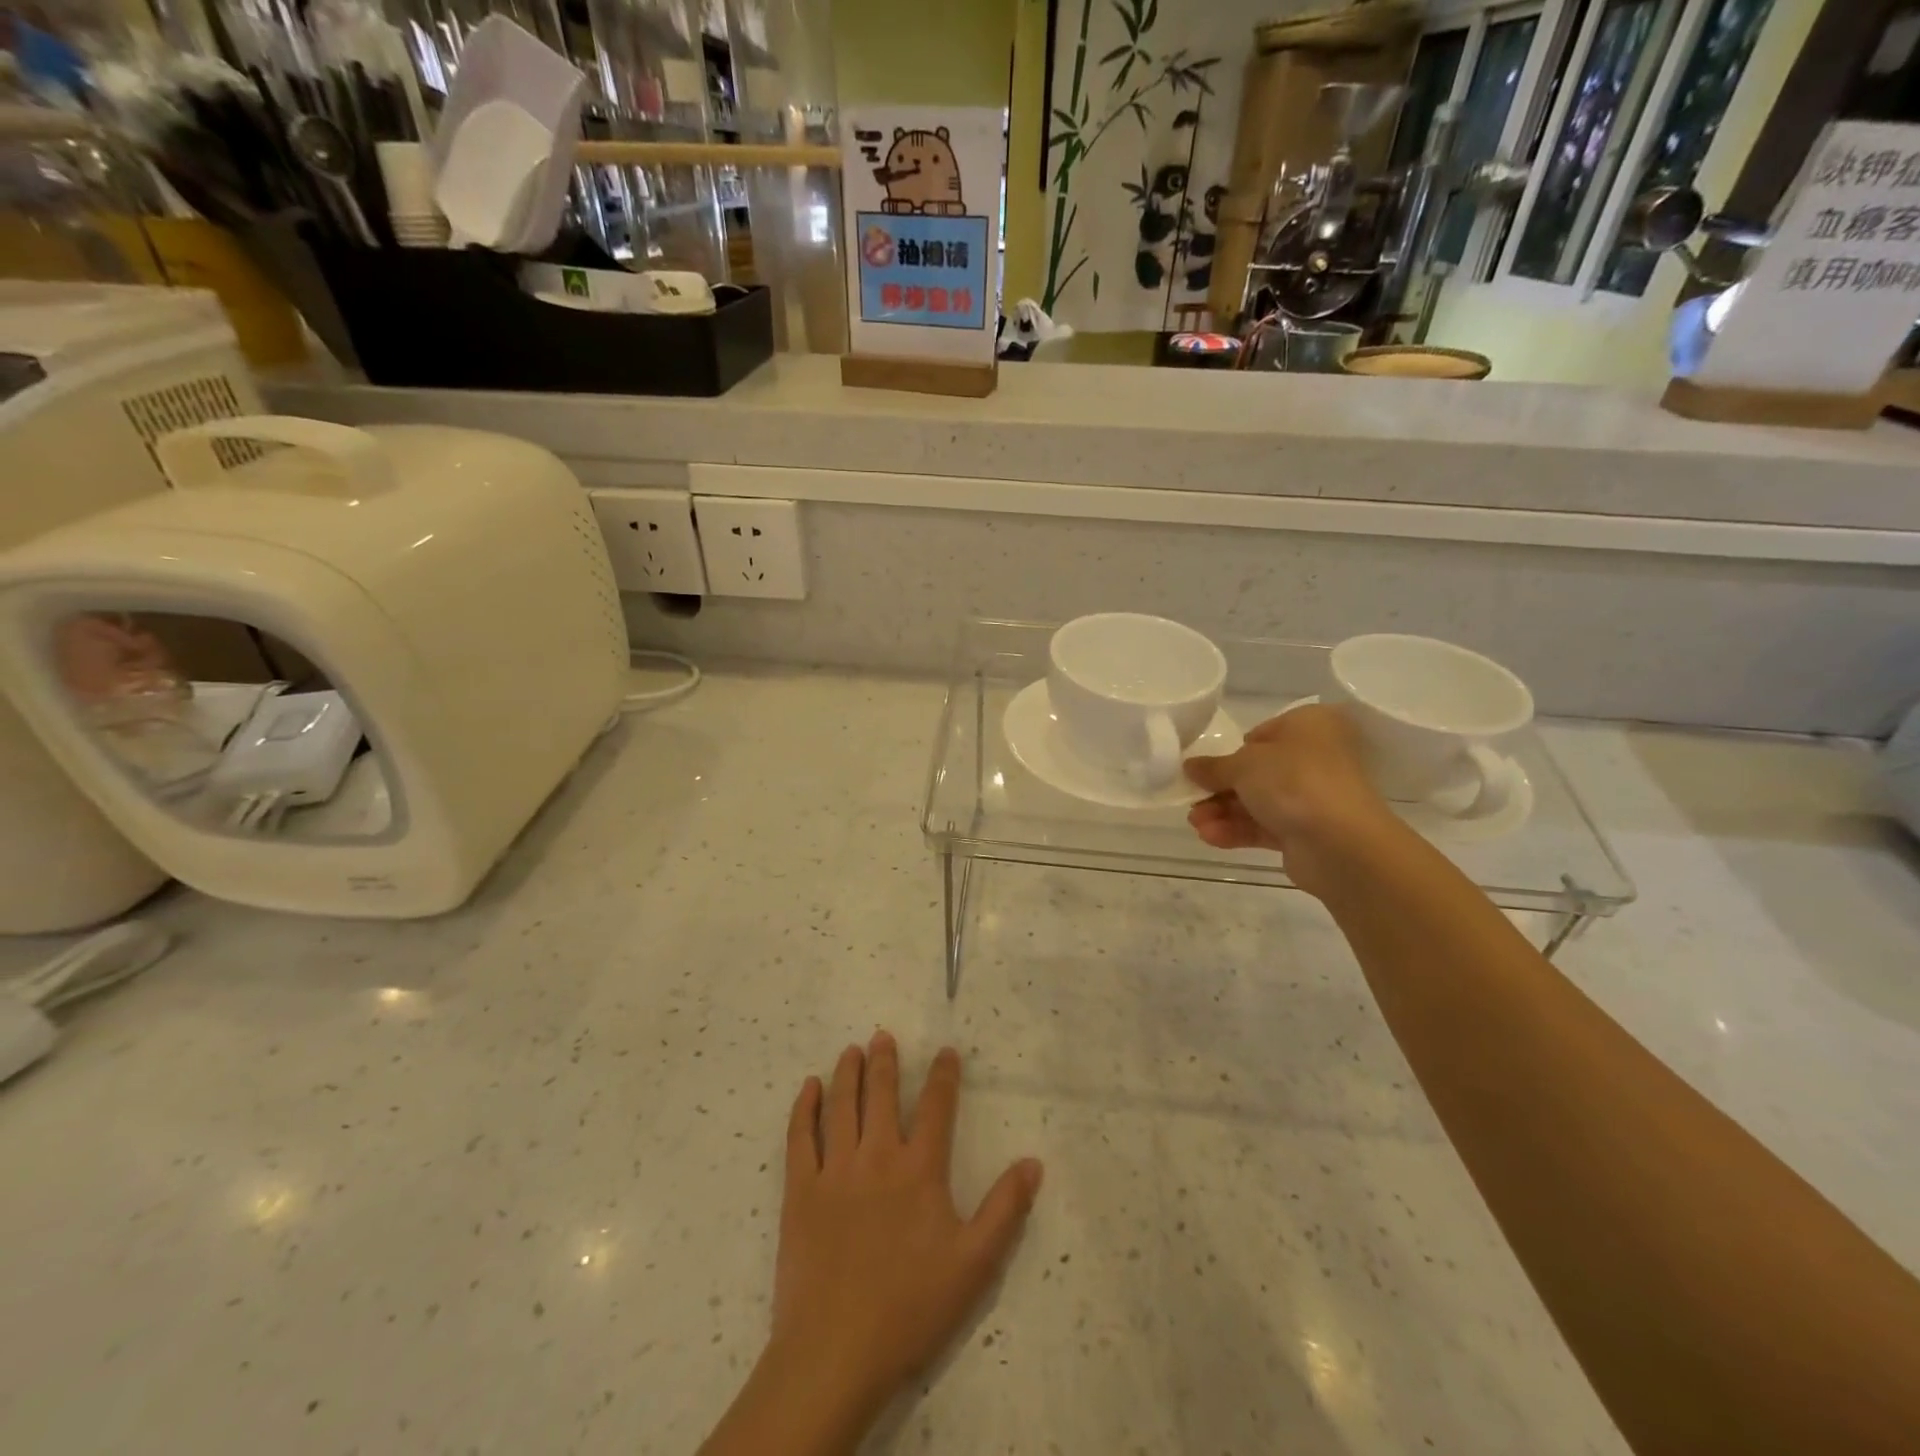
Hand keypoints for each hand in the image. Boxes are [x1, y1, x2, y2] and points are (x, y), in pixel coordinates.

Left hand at [705, 1034, 1041, 1453]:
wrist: (836, 1351)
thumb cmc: (910, 1307)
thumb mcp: (974, 1264)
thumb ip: (1005, 1210)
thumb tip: (1033, 1162)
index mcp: (919, 1170)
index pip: (935, 1107)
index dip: (942, 1075)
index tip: (945, 1050)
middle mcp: (877, 1157)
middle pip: (881, 1094)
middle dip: (884, 1061)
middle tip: (883, 1035)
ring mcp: (835, 1171)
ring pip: (841, 1106)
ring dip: (847, 1073)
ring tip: (851, 1050)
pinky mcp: (801, 1191)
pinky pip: (800, 1137)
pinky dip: (804, 1108)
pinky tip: (808, 1088)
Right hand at [1184, 703, 1399, 897]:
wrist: (1341, 843)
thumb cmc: (1293, 781)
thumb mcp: (1243, 764)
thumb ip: (1213, 766)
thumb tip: (1190, 766)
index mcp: (1310, 726)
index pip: (1263, 734)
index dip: (1232, 751)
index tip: (1206, 768)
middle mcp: (1317, 758)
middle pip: (1257, 772)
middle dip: (1220, 789)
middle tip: (1192, 799)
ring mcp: (1314, 797)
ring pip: (1259, 801)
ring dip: (1223, 811)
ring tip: (1195, 823)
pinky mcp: (1308, 832)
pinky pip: (1266, 826)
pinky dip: (1238, 830)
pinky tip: (1210, 837)